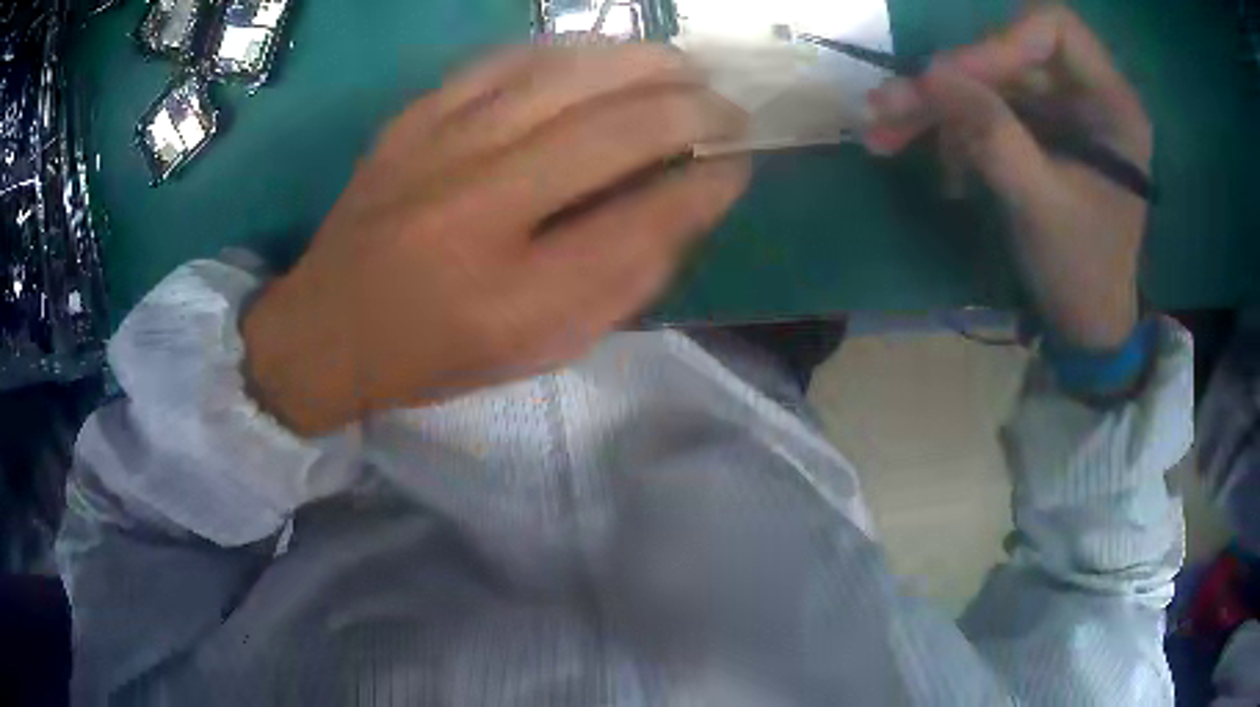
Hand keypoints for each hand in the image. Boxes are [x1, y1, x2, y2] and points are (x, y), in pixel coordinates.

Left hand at [243, 45, 749, 434]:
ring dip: (643, 62)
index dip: (705, 186)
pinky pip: (505, 60)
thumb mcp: (538, 351)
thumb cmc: (435, 356)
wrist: (327, 329)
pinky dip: (569, 50)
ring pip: (565, 76)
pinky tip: (604, 55)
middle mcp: (478, 212)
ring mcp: (438, 150)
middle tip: (729, 109)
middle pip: (613, 132)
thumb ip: (620, 285)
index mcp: (514, 298)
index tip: (739, 167)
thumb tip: (687, 206)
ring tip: (687, 66)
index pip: (642, 221)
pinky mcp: (414, 119)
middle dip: (692, 111)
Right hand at [864, 7, 1151, 350]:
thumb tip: (930, 73)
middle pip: (1007, 55)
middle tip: (887, 108)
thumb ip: (992, 133)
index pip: (1052, 28)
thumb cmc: (1081, 271)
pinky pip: (984, 111)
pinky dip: (948, 129)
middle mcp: (1084, 94)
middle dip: (949, 82)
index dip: (1000, 43)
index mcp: (1110, 104)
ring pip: (986, 83)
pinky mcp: (1036, 133)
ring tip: (882, 133)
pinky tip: (924, 156)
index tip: (953, 78)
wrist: (1086, 325)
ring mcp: (1057, 113)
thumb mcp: (1040, 205)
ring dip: (934, 106)